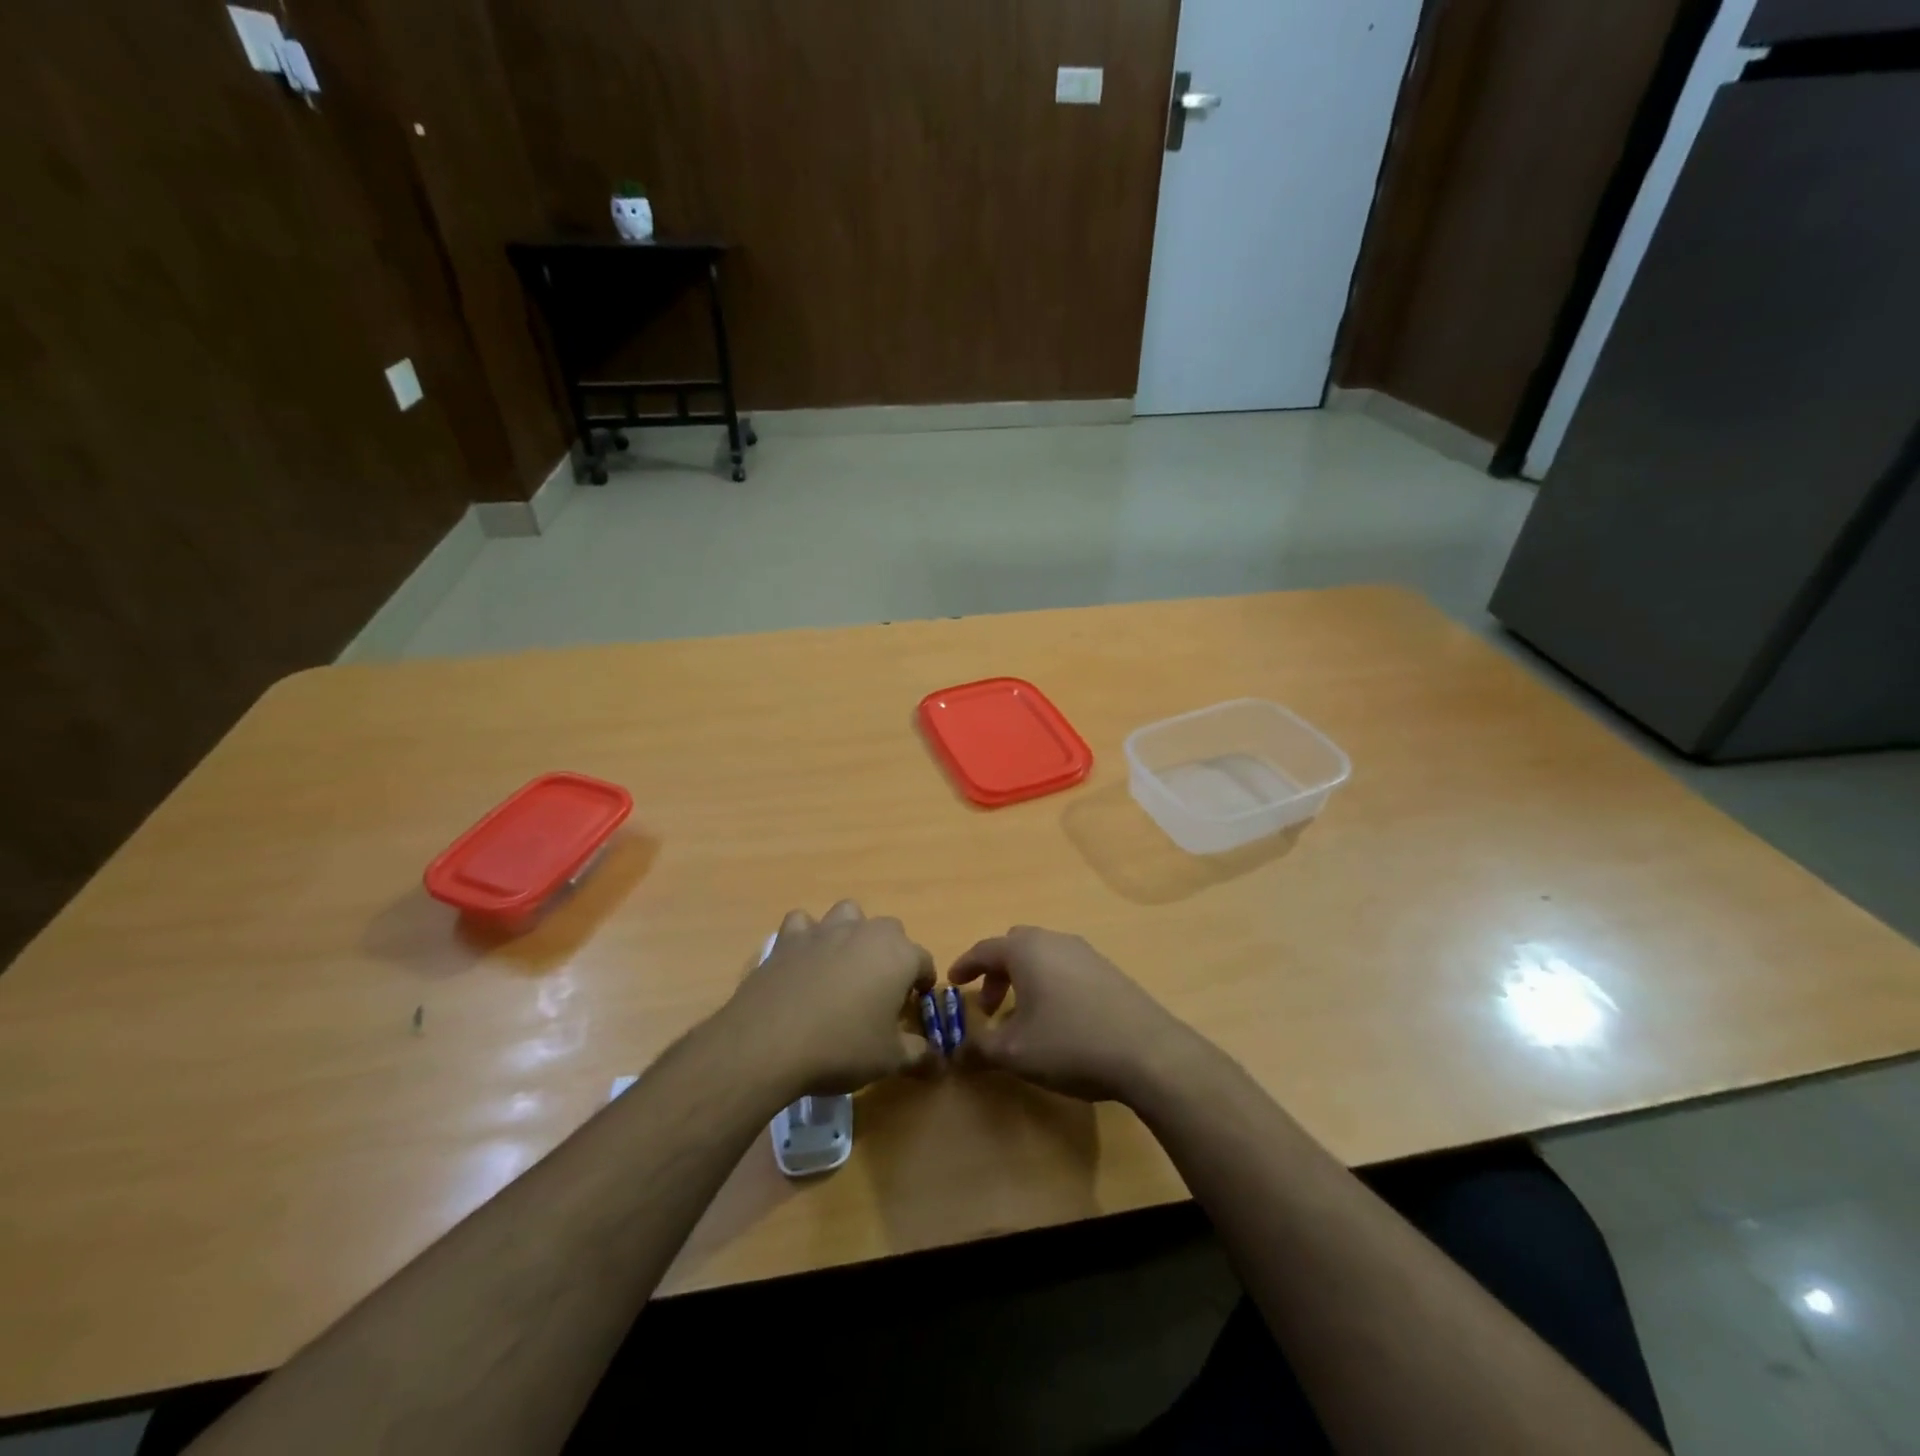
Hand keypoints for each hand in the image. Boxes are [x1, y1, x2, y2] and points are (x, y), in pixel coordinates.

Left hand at [725, 900, 936, 1095]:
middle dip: (891, 954)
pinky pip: (803, 924)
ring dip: (852, 933)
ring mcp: (825, 930)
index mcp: (899, 955)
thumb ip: (920, 1054)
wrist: (770, 1043)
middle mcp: (866, 932)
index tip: (912, 1007)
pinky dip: (807, 936)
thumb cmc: (842, 1048)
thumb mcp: (890, 1060)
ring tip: (844, 967)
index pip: (924, 961)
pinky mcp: (789, 938)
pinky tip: (804, 960)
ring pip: (848, 915)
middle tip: (880, 991)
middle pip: (890, 931)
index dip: (921, 984)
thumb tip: (939, 1060)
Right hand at [948, 926, 1192, 1102]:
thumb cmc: (1070, 1043)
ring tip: (1023, 1018)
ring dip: (1025, 980)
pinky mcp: (1109, 970)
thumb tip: (955, 1052)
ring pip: (1043, 956)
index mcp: (1026, 949)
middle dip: (997, 973)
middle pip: (1015, 946)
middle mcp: (1055, 940)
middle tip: (990, 1007)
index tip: (952, 983)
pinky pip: (1066, 967)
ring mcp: (1086, 953)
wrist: (1147, 1052)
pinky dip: (1050, 984)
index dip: (965, 966)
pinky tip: (1058, 1019)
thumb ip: (978, 1049)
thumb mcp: (1014, 1053)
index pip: (984, 949)